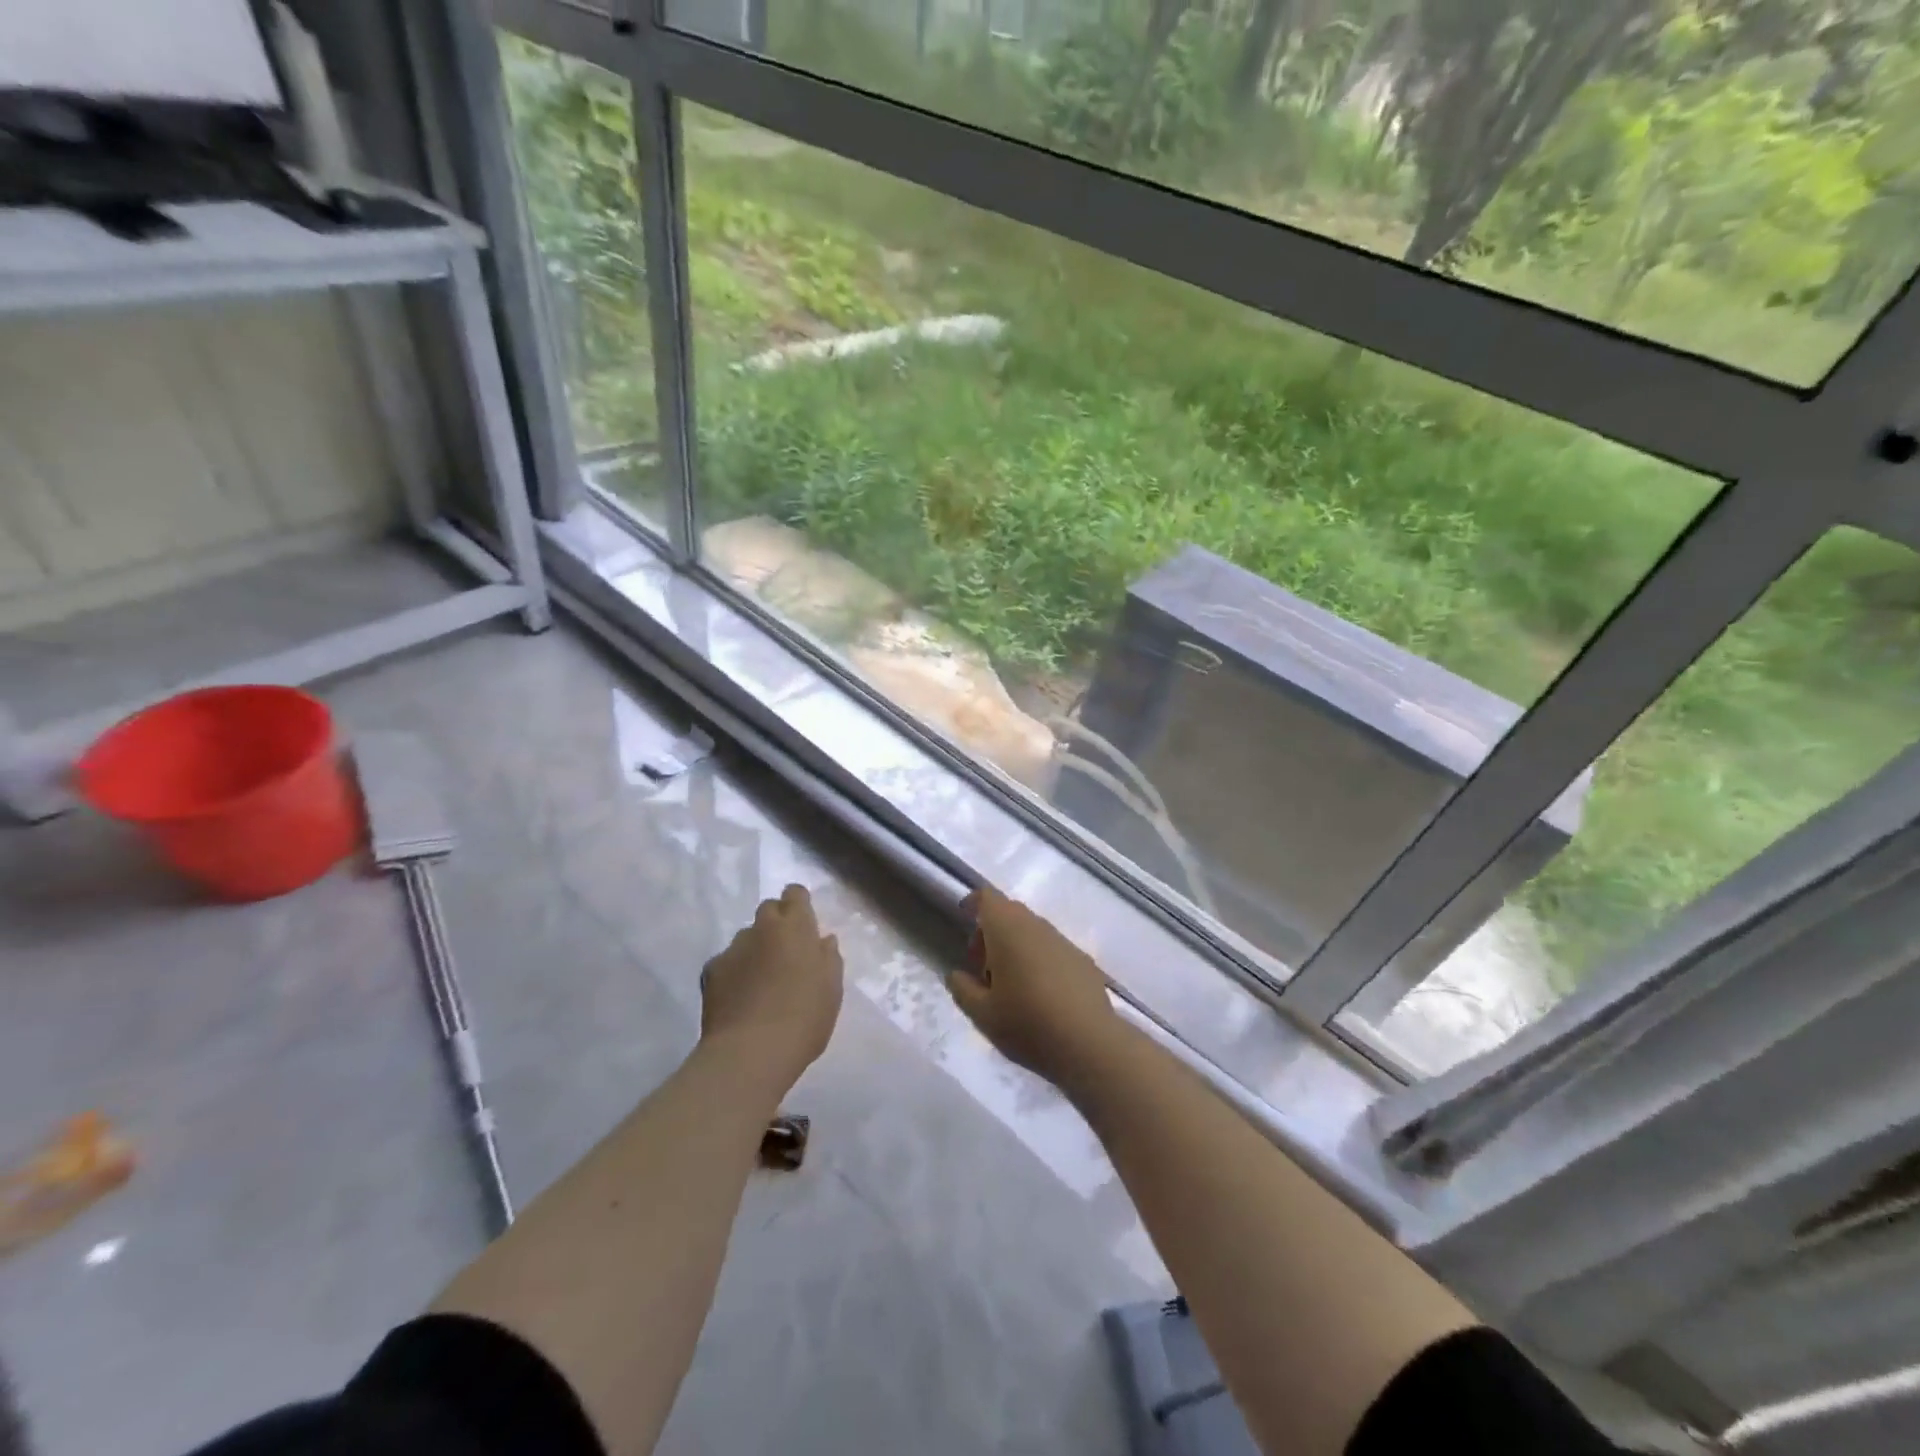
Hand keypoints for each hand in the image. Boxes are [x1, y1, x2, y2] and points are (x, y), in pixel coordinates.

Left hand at [701, 884, 843, 1092]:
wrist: (750, 1052)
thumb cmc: (804, 1018)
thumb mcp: (831, 989)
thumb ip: (828, 958)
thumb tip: (822, 940)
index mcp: (795, 927)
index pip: (795, 894)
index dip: (799, 904)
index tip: (804, 924)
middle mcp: (762, 928)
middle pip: (768, 909)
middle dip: (777, 923)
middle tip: (786, 953)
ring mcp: (733, 948)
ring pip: (746, 937)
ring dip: (755, 948)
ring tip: (761, 980)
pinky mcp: (710, 971)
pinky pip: (727, 962)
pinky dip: (735, 972)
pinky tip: (740, 997)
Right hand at [946, 887, 1119, 1086]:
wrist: (1090, 1044)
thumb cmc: (1028, 1024)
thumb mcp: (982, 1015)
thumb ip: (963, 989)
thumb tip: (957, 974)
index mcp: (1007, 930)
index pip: (988, 897)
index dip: (973, 903)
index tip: (963, 920)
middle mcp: (1037, 926)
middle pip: (1009, 913)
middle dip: (991, 932)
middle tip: (983, 969)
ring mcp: (1064, 941)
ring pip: (1032, 931)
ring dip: (1016, 947)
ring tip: (1011, 986)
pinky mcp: (1083, 960)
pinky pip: (1052, 948)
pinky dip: (1039, 959)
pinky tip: (1041, 995)